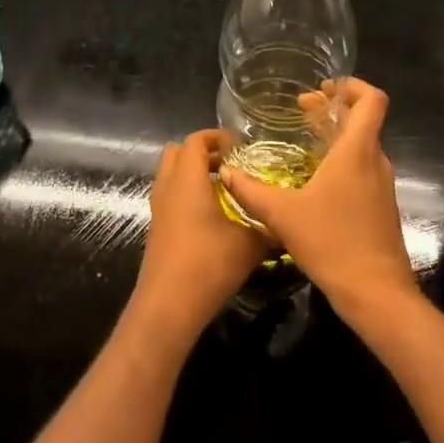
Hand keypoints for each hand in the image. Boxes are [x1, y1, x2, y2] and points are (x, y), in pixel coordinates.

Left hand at [133, 128, 266, 337]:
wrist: (168, 306)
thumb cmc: (208, 264)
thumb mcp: (249, 244)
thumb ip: (268, 226)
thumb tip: (287, 222)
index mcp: (188, 179)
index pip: (196, 140)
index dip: (217, 137)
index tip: (240, 146)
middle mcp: (168, 187)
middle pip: (177, 152)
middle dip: (202, 152)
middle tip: (230, 164)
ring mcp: (158, 209)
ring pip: (171, 175)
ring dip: (194, 174)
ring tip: (224, 190)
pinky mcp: (157, 229)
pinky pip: (170, 197)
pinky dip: (188, 195)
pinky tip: (212, 217)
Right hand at [219, 78, 416, 316]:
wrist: (376, 292)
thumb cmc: (332, 242)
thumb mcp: (282, 215)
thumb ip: (251, 191)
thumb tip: (225, 171)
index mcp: (357, 151)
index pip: (372, 100)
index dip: (352, 86)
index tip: (324, 88)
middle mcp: (375, 161)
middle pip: (363, 120)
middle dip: (333, 109)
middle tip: (302, 108)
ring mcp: (382, 185)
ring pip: (363, 146)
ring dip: (338, 136)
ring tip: (306, 140)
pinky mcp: (381, 206)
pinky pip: (364, 168)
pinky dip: (343, 160)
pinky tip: (316, 179)